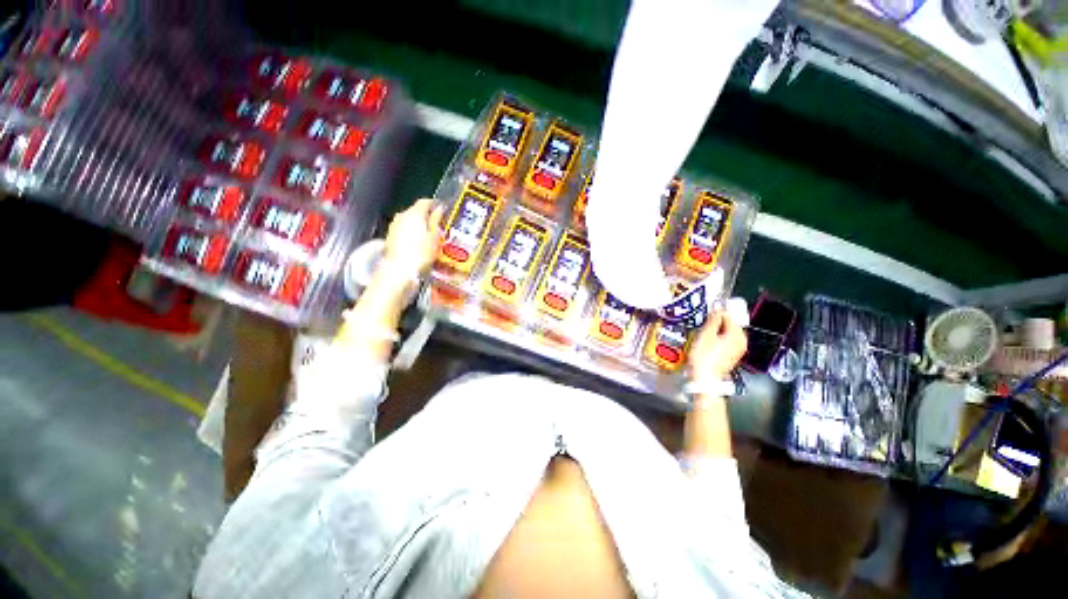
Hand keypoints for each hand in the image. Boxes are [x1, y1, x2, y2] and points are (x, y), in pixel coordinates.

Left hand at [380, 198, 444, 281]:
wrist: (399, 271)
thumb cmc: (420, 254)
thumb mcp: (435, 237)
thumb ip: (436, 221)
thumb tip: (439, 209)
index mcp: (414, 213)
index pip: (425, 202)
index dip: (435, 205)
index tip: (443, 211)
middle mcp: (402, 216)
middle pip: (416, 211)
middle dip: (428, 217)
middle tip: (440, 227)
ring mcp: (394, 226)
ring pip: (410, 222)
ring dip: (420, 227)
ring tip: (431, 238)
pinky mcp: (391, 237)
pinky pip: (404, 231)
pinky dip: (413, 235)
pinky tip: (419, 245)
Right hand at [688, 310, 746, 383]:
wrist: (704, 378)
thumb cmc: (704, 357)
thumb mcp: (706, 334)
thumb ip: (714, 319)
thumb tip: (718, 307)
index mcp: (738, 335)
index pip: (728, 315)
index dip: (715, 313)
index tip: (704, 314)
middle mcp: (742, 341)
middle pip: (728, 324)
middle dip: (715, 322)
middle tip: (702, 325)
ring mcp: (738, 349)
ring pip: (726, 332)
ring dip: (715, 330)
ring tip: (702, 333)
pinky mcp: (731, 355)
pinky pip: (725, 340)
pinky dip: (716, 338)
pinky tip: (706, 342)